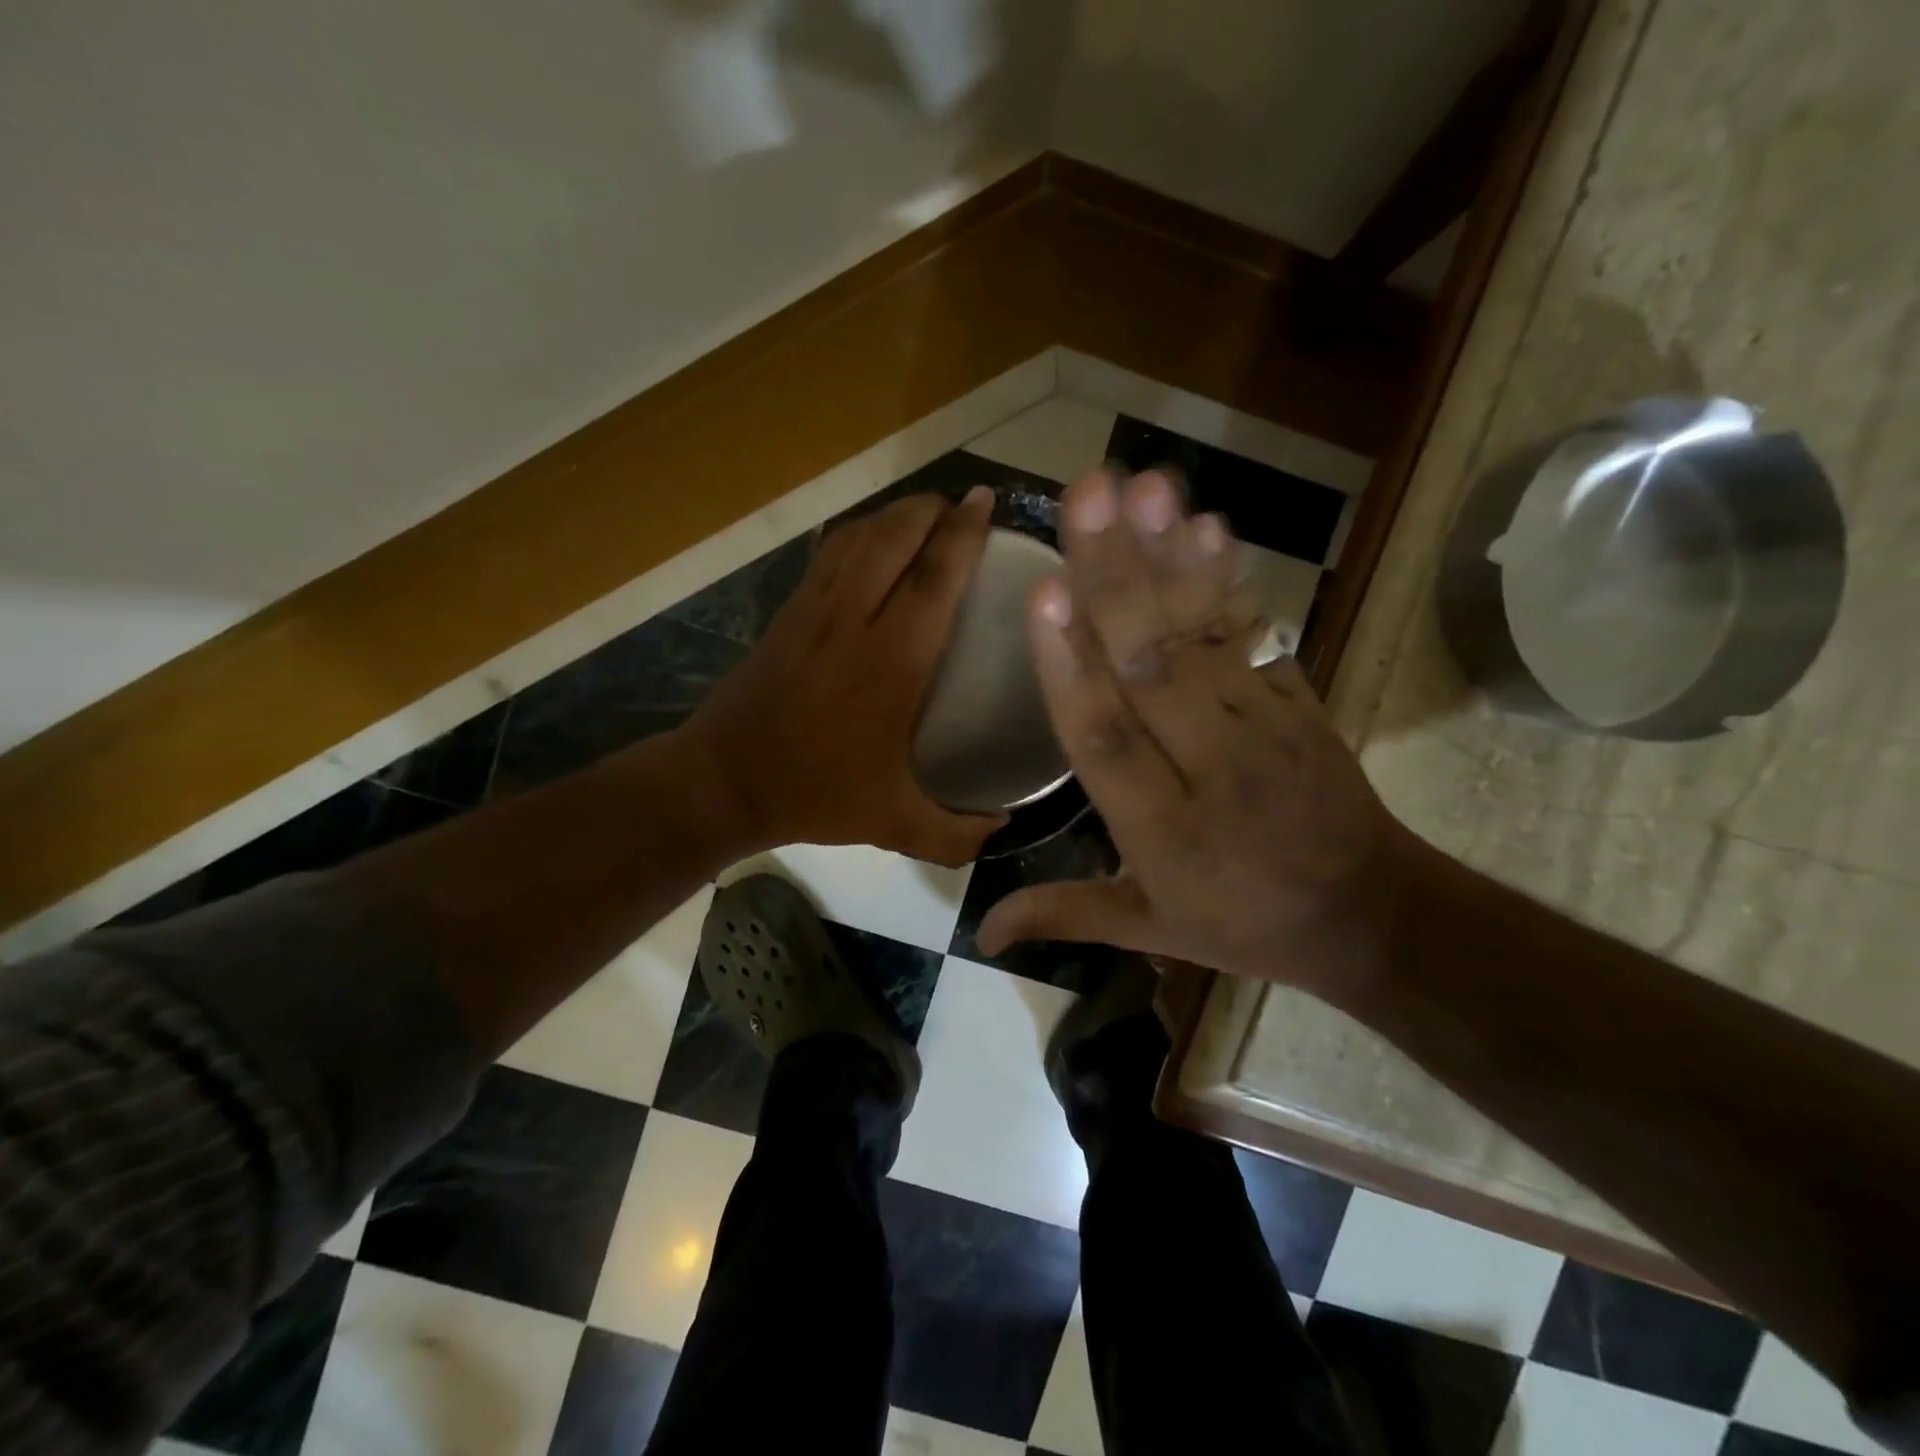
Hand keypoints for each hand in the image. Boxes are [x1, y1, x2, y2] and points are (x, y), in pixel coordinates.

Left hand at [685, 488, 1007, 865]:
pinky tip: (875, 541)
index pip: (934, 577)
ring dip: (897, 514)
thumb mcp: (893, 824)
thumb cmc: (815, 794)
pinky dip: (861, 532)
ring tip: (927, 515)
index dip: (964, 534)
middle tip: (964, 508)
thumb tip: (1004, 829)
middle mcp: (853, 620)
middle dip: (933, 509)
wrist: (723, 780)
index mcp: (890, 663)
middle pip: (895, 536)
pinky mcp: (788, 610)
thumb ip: (955, 834)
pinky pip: (830, 552)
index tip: (986, 503)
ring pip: (860, 536)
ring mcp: (814, 608)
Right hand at [975, 469, 1417, 995]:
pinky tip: (1205, 526)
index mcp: (1161, 829)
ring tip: (1145, 486)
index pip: (1104, 740)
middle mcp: (1207, 765)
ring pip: (1206, 636)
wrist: (1369, 914)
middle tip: (1086, 494)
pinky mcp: (1298, 699)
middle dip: (1116, 577)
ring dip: (1172, 557)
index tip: (1045, 592)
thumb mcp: (1150, 931)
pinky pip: (1258, 634)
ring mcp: (1261, 724)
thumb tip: (979, 932)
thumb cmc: (1242, 922)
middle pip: (1153, 666)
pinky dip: (1229, 579)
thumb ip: (1064, 915)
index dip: (1072, 668)